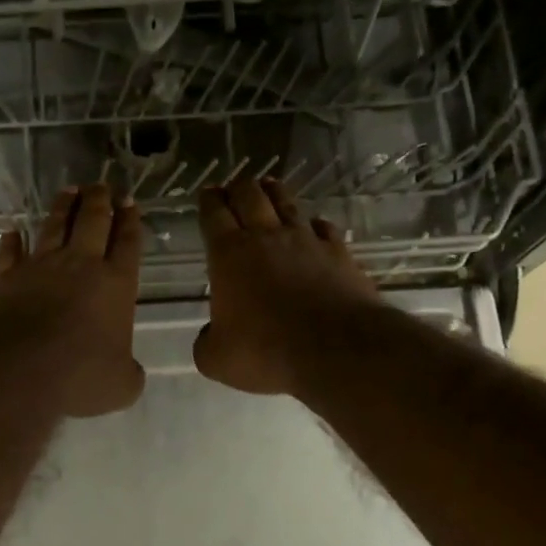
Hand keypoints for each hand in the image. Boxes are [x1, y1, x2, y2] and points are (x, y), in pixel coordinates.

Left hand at [0, 183, 146, 417]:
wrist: (23, 368)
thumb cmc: (82, 374)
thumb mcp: (122, 385)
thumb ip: (130, 373)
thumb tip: (129, 372)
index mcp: (117, 284)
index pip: (128, 243)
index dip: (131, 221)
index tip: (130, 202)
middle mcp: (81, 265)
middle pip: (93, 222)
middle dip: (100, 201)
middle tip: (102, 185)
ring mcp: (40, 267)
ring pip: (54, 226)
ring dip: (63, 207)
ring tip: (69, 190)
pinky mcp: (6, 277)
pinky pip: (9, 253)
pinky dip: (11, 241)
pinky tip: (12, 231)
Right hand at [194, 177, 378, 396]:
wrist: (336, 350)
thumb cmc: (266, 352)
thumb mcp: (216, 359)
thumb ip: (206, 342)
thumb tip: (210, 335)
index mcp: (229, 255)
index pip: (214, 214)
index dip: (208, 201)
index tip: (206, 193)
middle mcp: (266, 237)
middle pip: (250, 196)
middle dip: (238, 187)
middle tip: (234, 187)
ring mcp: (306, 241)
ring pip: (286, 203)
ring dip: (274, 193)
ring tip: (268, 186)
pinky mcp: (338, 253)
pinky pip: (323, 227)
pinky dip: (314, 224)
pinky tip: (314, 226)